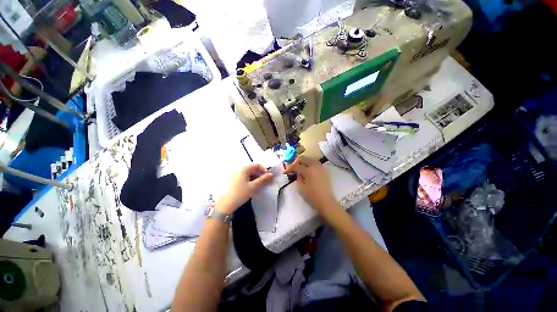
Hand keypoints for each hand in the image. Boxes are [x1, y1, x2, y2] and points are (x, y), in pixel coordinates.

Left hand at [215, 163, 273, 213]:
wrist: (225, 204)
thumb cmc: (240, 194)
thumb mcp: (253, 186)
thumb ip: (263, 179)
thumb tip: (272, 174)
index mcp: (243, 168)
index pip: (257, 165)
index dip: (264, 170)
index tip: (268, 177)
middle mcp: (239, 169)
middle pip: (253, 168)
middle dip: (260, 174)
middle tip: (265, 182)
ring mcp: (236, 174)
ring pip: (249, 173)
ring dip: (256, 177)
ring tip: (260, 185)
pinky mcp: (234, 180)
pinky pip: (245, 176)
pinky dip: (251, 180)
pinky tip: (253, 186)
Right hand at [284, 156, 340, 215]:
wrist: (326, 201)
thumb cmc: (312, 196)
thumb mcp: (300, 187)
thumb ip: (298, 177)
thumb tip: (297, 172)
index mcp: (308, 170)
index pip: (296, 165)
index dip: (290, 168)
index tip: (286, 172)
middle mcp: (315, 166)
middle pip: (304, 158)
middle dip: (297, 162)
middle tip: (293, 168)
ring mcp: (321, 167)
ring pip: (310, 159)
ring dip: (304, 162)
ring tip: (300, 168)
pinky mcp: (324, 170)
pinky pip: (316, 163)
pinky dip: (310, 164)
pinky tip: (308, 170)